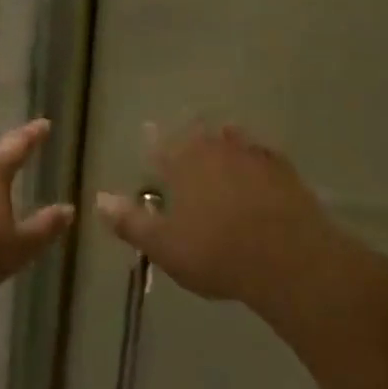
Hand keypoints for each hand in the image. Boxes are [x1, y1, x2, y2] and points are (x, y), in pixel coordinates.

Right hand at [96, 125, 336, 307]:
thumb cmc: (217, 253)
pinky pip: (263, 153)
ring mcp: (252, 155)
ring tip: (220, 138)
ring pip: (231, 138)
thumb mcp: (165, 246)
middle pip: (198, 134)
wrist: (288, 258)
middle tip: (186, 134)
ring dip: (223, 139)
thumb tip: (99, 199)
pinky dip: (255, 155)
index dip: (153, 139)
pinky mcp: (283, 169)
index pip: (161, 145)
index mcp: (183, 164)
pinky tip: (258, 163)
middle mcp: (215, 149)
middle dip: (189, 135)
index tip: (149, 130)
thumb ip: (131, 222)